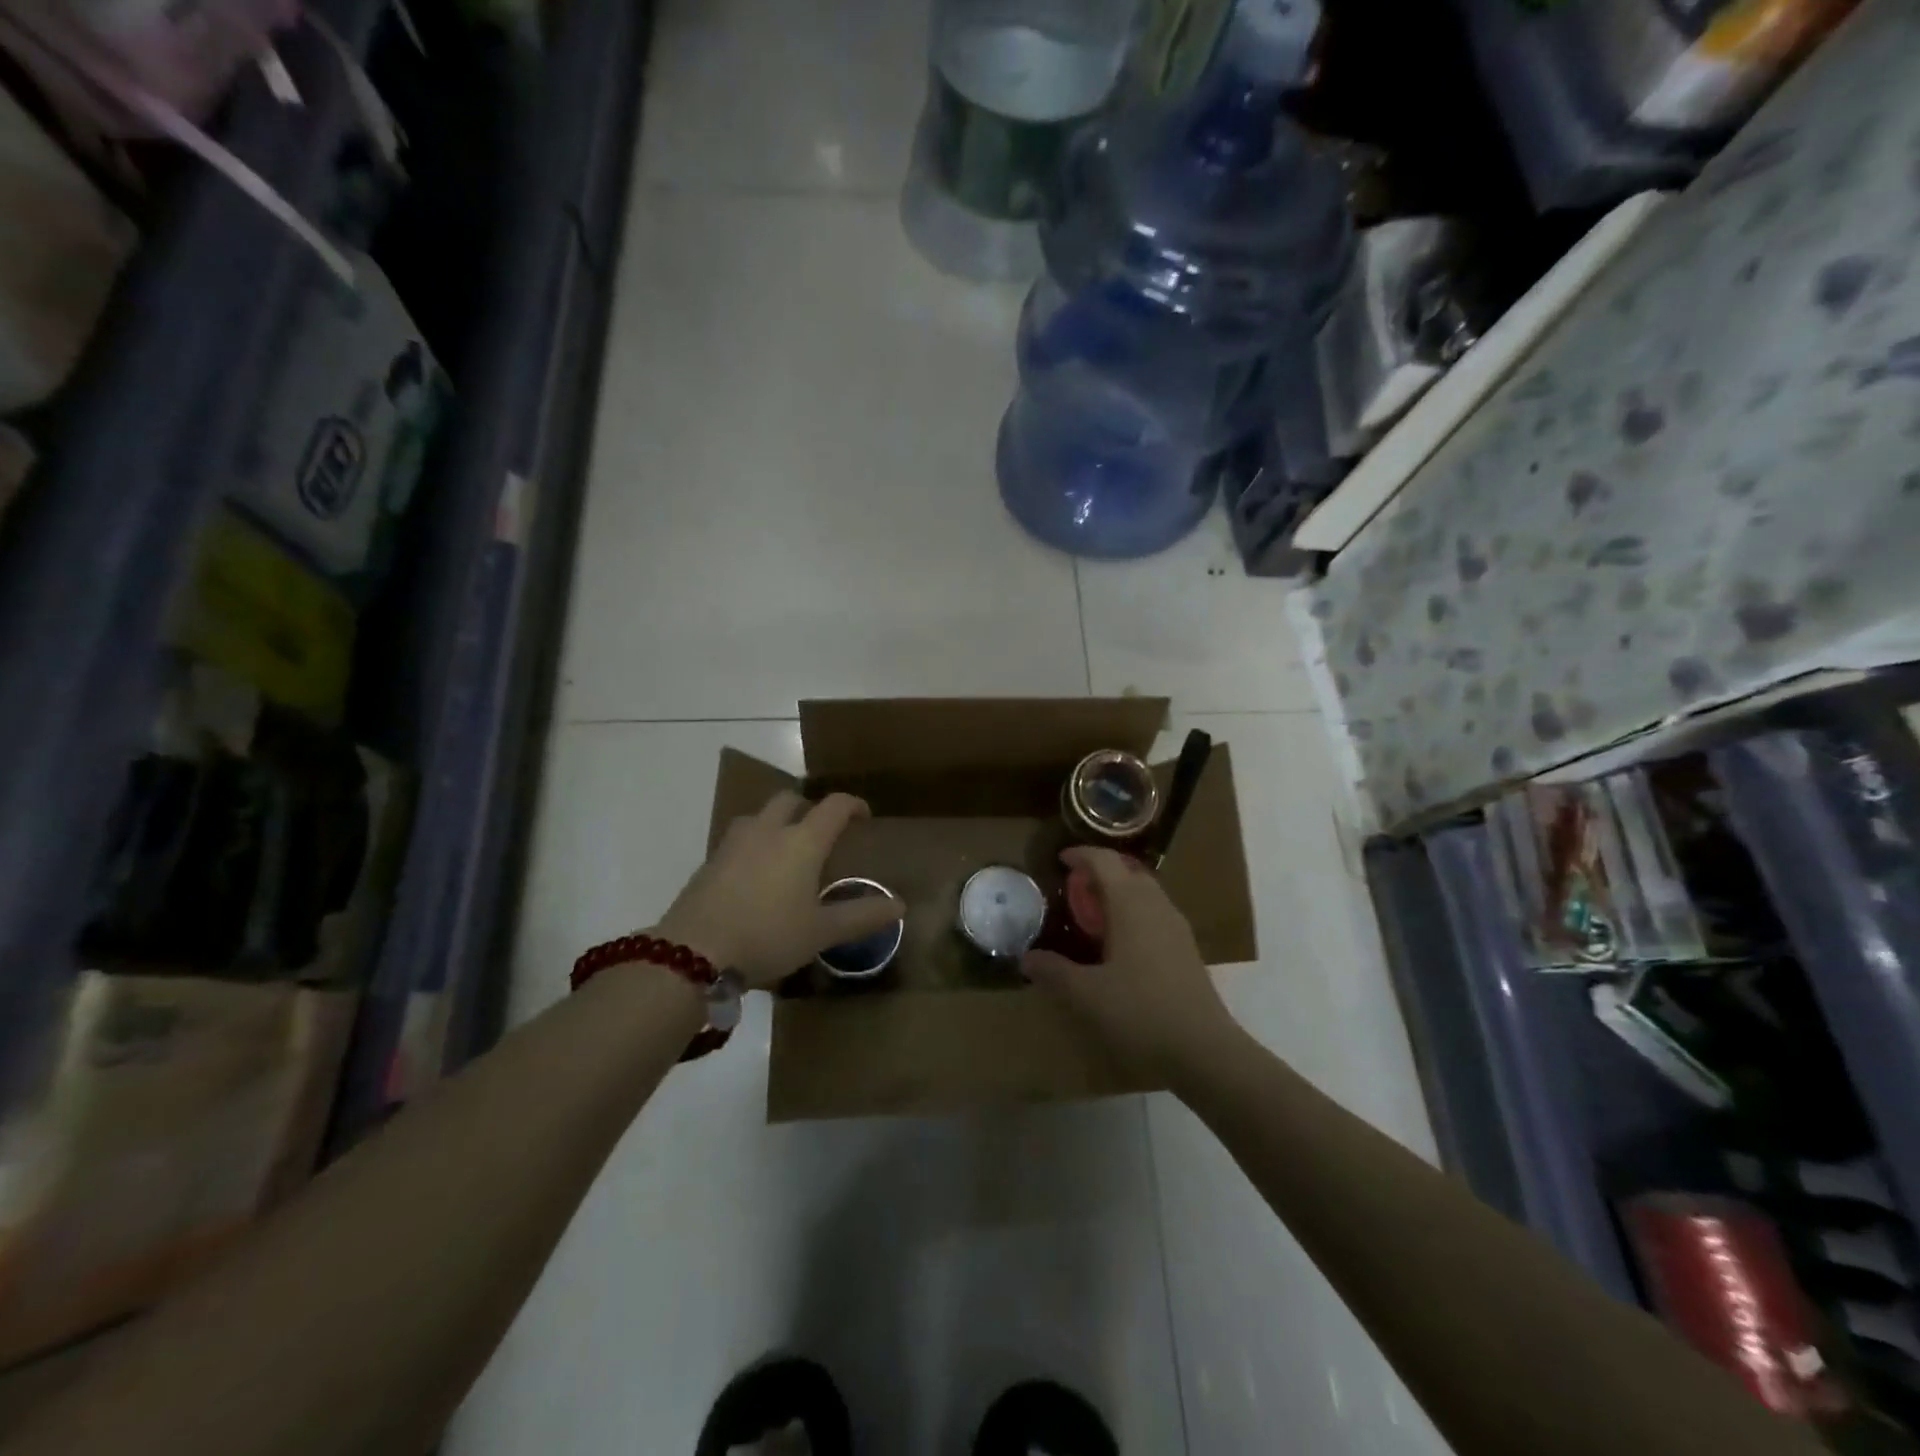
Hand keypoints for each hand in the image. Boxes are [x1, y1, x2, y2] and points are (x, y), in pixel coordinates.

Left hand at [654, 790, 902, 989]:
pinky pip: (738, 840)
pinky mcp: (709, 863)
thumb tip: (899, 905)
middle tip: (821, 832)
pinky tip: (754, 876)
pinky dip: (753, 845)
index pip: (833, 806)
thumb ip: (861, 916)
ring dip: (776, 822)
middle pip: (790, 799)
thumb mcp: (821, 932)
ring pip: (758, 816)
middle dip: (809, 808)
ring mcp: (733, 844)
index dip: (852, 805)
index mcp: (801, 841)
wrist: (693, 953)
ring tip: (785, 850)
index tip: (863, 817)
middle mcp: (767, 831)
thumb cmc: (768, 936)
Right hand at [1023, 847, 1241, 1079]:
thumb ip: (1054, 972)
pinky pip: (1155, 914)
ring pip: (1145, 892)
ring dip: (1119, 892)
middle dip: (1101, 871)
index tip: (1060, 859)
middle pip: (1128, 871)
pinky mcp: (1186, 950)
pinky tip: (1121, 944)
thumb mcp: (1086, 995)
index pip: (1104, 861)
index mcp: (1130, 904)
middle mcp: (1156, 906)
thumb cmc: (1140, 1012)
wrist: (1204, 1051)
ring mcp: (1176, 927)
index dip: (1081, 855)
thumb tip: (1027, 959)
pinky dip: (1133, 913)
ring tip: (1094, 913)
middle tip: (1074, 886)